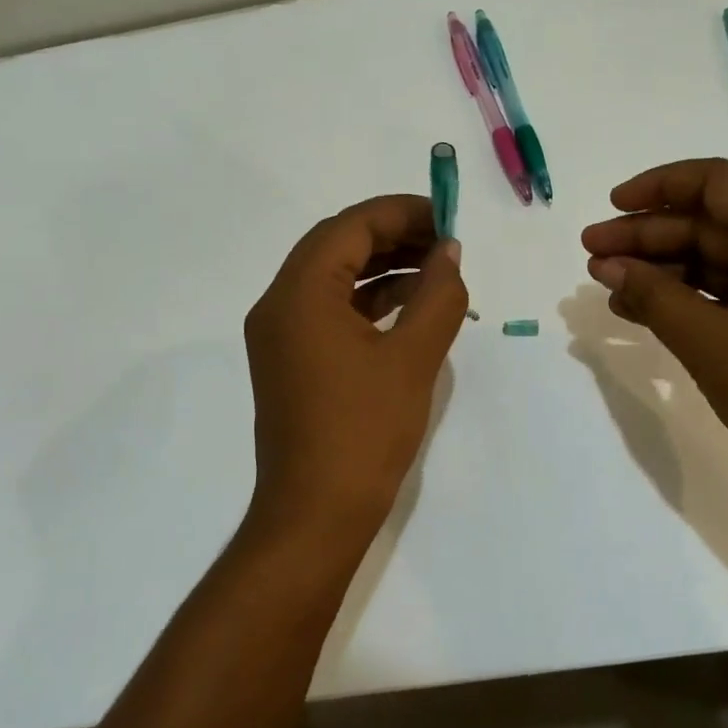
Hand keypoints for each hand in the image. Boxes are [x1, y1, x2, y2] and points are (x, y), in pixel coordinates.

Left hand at [244, 195, 466, 538]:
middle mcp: (279, 305)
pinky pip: (331, 311)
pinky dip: (370, 301)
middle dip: (394, 236)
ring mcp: (281, 336)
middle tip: (445, 242)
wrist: (317, 514)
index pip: (350, 227)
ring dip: (383, 267)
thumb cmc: (365, 431)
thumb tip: (449, 252)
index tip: (448, 217)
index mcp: (299, 294)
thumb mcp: (413, 357)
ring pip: (334, 278)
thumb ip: (437, 294)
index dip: (402, 213)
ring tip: (436, 270)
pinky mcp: (292, 362)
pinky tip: (410, 308)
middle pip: (337, 246)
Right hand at [582, 158, 727, 530]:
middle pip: (710, 223)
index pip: (715, 183)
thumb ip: (654, 296)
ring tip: (607, 287)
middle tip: (590, 256)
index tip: (611, 208)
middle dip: (647, 237)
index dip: (657, 187)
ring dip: (663, 271)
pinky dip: (689, 300)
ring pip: (718, 262)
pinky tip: (644, 313)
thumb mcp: (710, 341)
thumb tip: (608, 266)